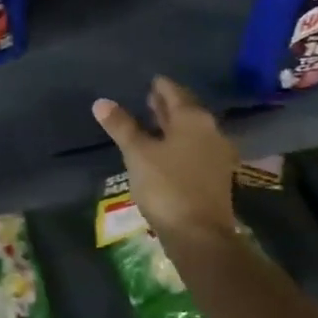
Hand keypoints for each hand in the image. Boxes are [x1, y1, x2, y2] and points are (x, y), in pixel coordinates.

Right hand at [92, 77, 236, 241]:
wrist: (200, 236)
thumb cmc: (167, 187)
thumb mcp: (137, 154)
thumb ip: (121, 126)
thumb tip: (101, 102)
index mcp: (193, 119)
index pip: (174, 92)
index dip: (160, 86)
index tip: (149, 80)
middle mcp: (210, 131)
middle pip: (186, 110)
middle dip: (166, 104)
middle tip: (147, 97)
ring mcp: (216, 154)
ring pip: (191, 130)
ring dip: (172, 125)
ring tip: (152, 122)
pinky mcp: (215, 176)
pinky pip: (195, 148)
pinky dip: (179, 143)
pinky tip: (164, 150)